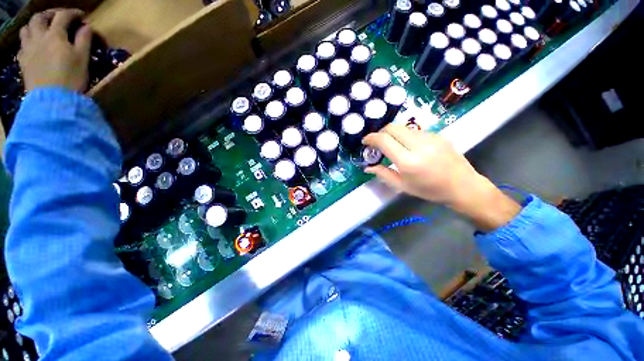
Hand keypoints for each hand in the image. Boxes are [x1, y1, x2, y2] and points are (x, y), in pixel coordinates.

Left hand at [18, 9, 90, 92]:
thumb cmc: (71, 78)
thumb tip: (86, 27)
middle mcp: (39, 37)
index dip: (72, 13)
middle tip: (58, 17)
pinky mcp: (23, 61)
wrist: (53, 100)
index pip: (63, 16)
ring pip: (26, 28)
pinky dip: (29, 40)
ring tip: (42, 28)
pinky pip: (22, 45)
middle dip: (49, 14)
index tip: (81, 15)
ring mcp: (28, 49)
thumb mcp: (83, 58)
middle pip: (39, 18)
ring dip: (34, 25)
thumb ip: (84, 40)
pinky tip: (34, 45)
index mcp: (55, 35)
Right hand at [363, 124, 520, 231]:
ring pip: (404, 127)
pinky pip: (415, 131)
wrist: (462, 186)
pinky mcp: (438, 135)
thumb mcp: (402, 186)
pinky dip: (405, 135)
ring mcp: (430, 137)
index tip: (365, 141)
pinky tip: (408, 146)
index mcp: (408, 161)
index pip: (384, 140)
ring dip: (393, 133)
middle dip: (380, 132)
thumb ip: (383, 174)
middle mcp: (419, 145)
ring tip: (392, 145)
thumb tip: (367, 167)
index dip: (371, 138)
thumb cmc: (429, 190)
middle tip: (377, 142)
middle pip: (393, 127)